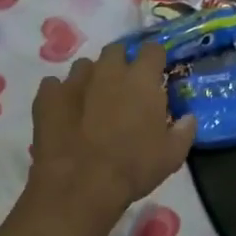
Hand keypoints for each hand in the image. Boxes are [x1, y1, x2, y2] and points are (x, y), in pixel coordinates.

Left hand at [29, 42, 195, 216]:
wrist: (80, 185)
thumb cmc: (133, 168)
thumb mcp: (171, 156)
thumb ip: (183, 131)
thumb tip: (187, 118)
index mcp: (141, 79)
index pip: (152, 49)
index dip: (154, 60)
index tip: (155, 75)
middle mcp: (108, 70)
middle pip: (116, 51)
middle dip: (121, 64)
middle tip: (123, 89)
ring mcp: (74, 80)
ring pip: (85, 66)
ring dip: (91, 79)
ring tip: (91, 103)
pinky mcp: (47, 96)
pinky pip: (54, 85)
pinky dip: (60, 95)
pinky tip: (63, 114)